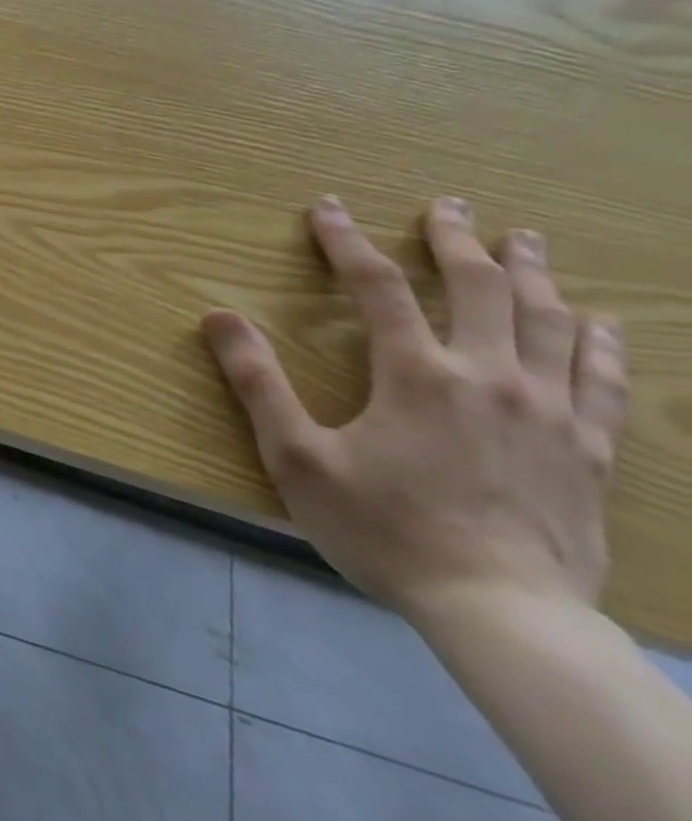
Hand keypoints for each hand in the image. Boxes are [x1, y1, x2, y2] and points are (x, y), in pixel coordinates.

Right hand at [203, 196, 627, 620]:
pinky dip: (599, 343)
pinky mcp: (589, 451)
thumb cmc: (385, 532)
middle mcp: (488, 377)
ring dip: (534, 273)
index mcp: (416, 375)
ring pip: (550, 322)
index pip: (376, 286)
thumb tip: (217, 316)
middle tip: (447, 205)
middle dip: (457, 240)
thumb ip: (256, 382)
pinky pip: (604, 381)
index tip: (328, 208)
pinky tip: (598, 323)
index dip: (346, 241)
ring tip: (525, 240)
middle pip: (480, 288)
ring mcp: (550, 412)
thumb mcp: (296, 458)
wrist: (503, 616)